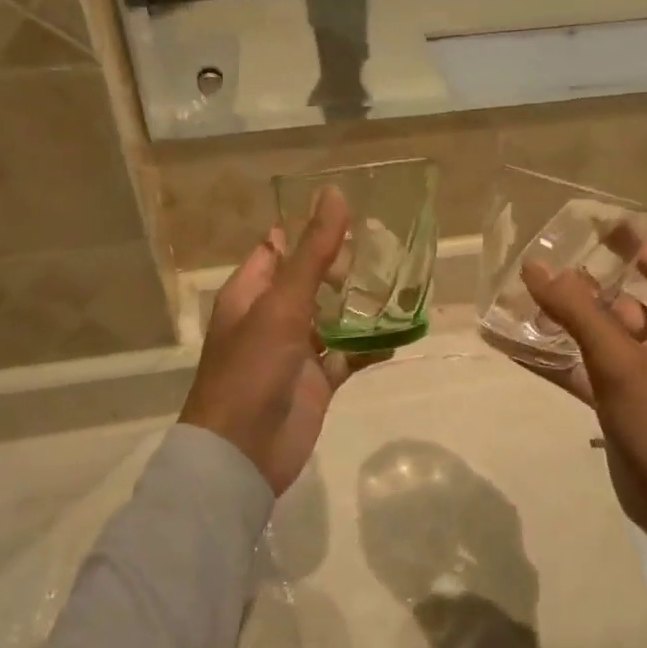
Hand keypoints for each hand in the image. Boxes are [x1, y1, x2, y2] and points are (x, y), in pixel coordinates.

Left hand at [180, 189, 375, 494]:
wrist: (243, 453)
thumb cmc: (252, 369)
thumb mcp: (282, 304)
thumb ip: (312, 253)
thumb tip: (335, 194)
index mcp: (251, 293)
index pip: (278, 249)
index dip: (310, 231)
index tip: (354, 214)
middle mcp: (272, 317)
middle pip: (311, 281)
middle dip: (344, 267)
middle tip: (389, 247)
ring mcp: (295, 351)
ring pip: (333, 318)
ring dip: (361, 306)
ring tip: (403, 283)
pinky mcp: (316, 381)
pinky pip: (348, 356)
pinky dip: (370, 347)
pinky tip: (399, 335)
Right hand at [521, 243, 646, 578]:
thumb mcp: (617, 358)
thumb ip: (575, 311)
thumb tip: (535, 266)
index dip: (633, 245)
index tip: (596, 225)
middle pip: (620, 302)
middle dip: (582, 285)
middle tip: (539, 266)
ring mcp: (638, 377)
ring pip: (596, 338)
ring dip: (562, 323)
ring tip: (519, 302)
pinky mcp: (617, 404)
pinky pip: (582, 371)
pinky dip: (554, 360)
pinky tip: (516, 349)